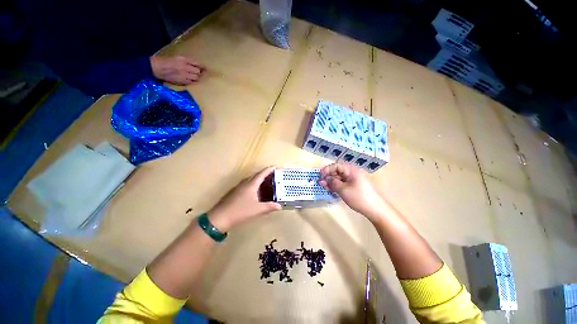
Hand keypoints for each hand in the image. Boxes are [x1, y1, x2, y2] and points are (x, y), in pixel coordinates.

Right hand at [150, 54, 204, 84]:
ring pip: (196, 78)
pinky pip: (191, 82)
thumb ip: (187, 61)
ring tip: (194, 76)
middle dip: (199, 72)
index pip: (197, 63)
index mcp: (183, 59)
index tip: (204, 68)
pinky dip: (192, 81)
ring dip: (196, 77)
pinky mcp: (182, 81)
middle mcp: (184, 67)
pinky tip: (190, 80)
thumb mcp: (176, 57)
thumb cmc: (166, 61)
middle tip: (199, 73)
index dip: (202, 67)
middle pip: (198, 72)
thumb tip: (197, 65)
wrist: (156, 68)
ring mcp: (183, 75)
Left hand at [208, 166, 281, 231]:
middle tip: (272, 175)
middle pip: (256, 175)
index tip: (275, 166)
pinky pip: (246, 184)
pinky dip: (253, 185)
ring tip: (265, 182)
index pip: (262, 174)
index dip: (269, 170)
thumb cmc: (240, 211)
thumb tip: (280, 206)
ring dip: (258, 179)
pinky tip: (255, 192)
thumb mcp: (257, 210)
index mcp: (251, 185)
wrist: (220, 217)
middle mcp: (244, 183)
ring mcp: (238, 187)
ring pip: (250, 180)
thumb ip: (269, 207)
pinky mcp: (234, 192)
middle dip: (264, 173)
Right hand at [320, 163, 384, 219]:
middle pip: (338, 171)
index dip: (327, 169)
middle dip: (328, 176)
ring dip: (332, 182)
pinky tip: (332, 190)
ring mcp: (355, 180)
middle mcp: (353, 172)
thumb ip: (332, 183)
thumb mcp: (343, 189)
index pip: (336, 165)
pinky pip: (344, 183)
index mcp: (351, 170)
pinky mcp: (356, 186)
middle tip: (321, 183)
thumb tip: (325, 179)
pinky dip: (337, 186)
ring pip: (340, 178)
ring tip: (324, 187)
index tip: (320, 175)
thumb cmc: (359, 197)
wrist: (376, 210)